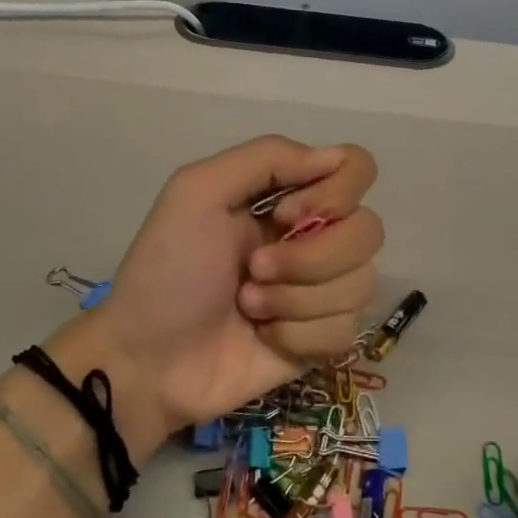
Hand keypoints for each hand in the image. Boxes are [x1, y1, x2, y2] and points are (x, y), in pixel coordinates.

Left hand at [62, 136, 381, 444]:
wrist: (148, 359)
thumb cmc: (168, 269)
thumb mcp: (198, 191)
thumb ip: (267, 158)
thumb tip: (336, 157)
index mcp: (290, 196)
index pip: (357, 169)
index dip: (334, 193)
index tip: (283, 216)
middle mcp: (315, 236)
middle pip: (369, 230)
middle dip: (309, 258)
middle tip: (254, 270)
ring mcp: (322, 290)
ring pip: (361, 283)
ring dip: (296, 299)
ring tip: (250, 306)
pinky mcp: (323, 340)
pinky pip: (346, 330)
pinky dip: (299, 335)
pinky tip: (265, 337)